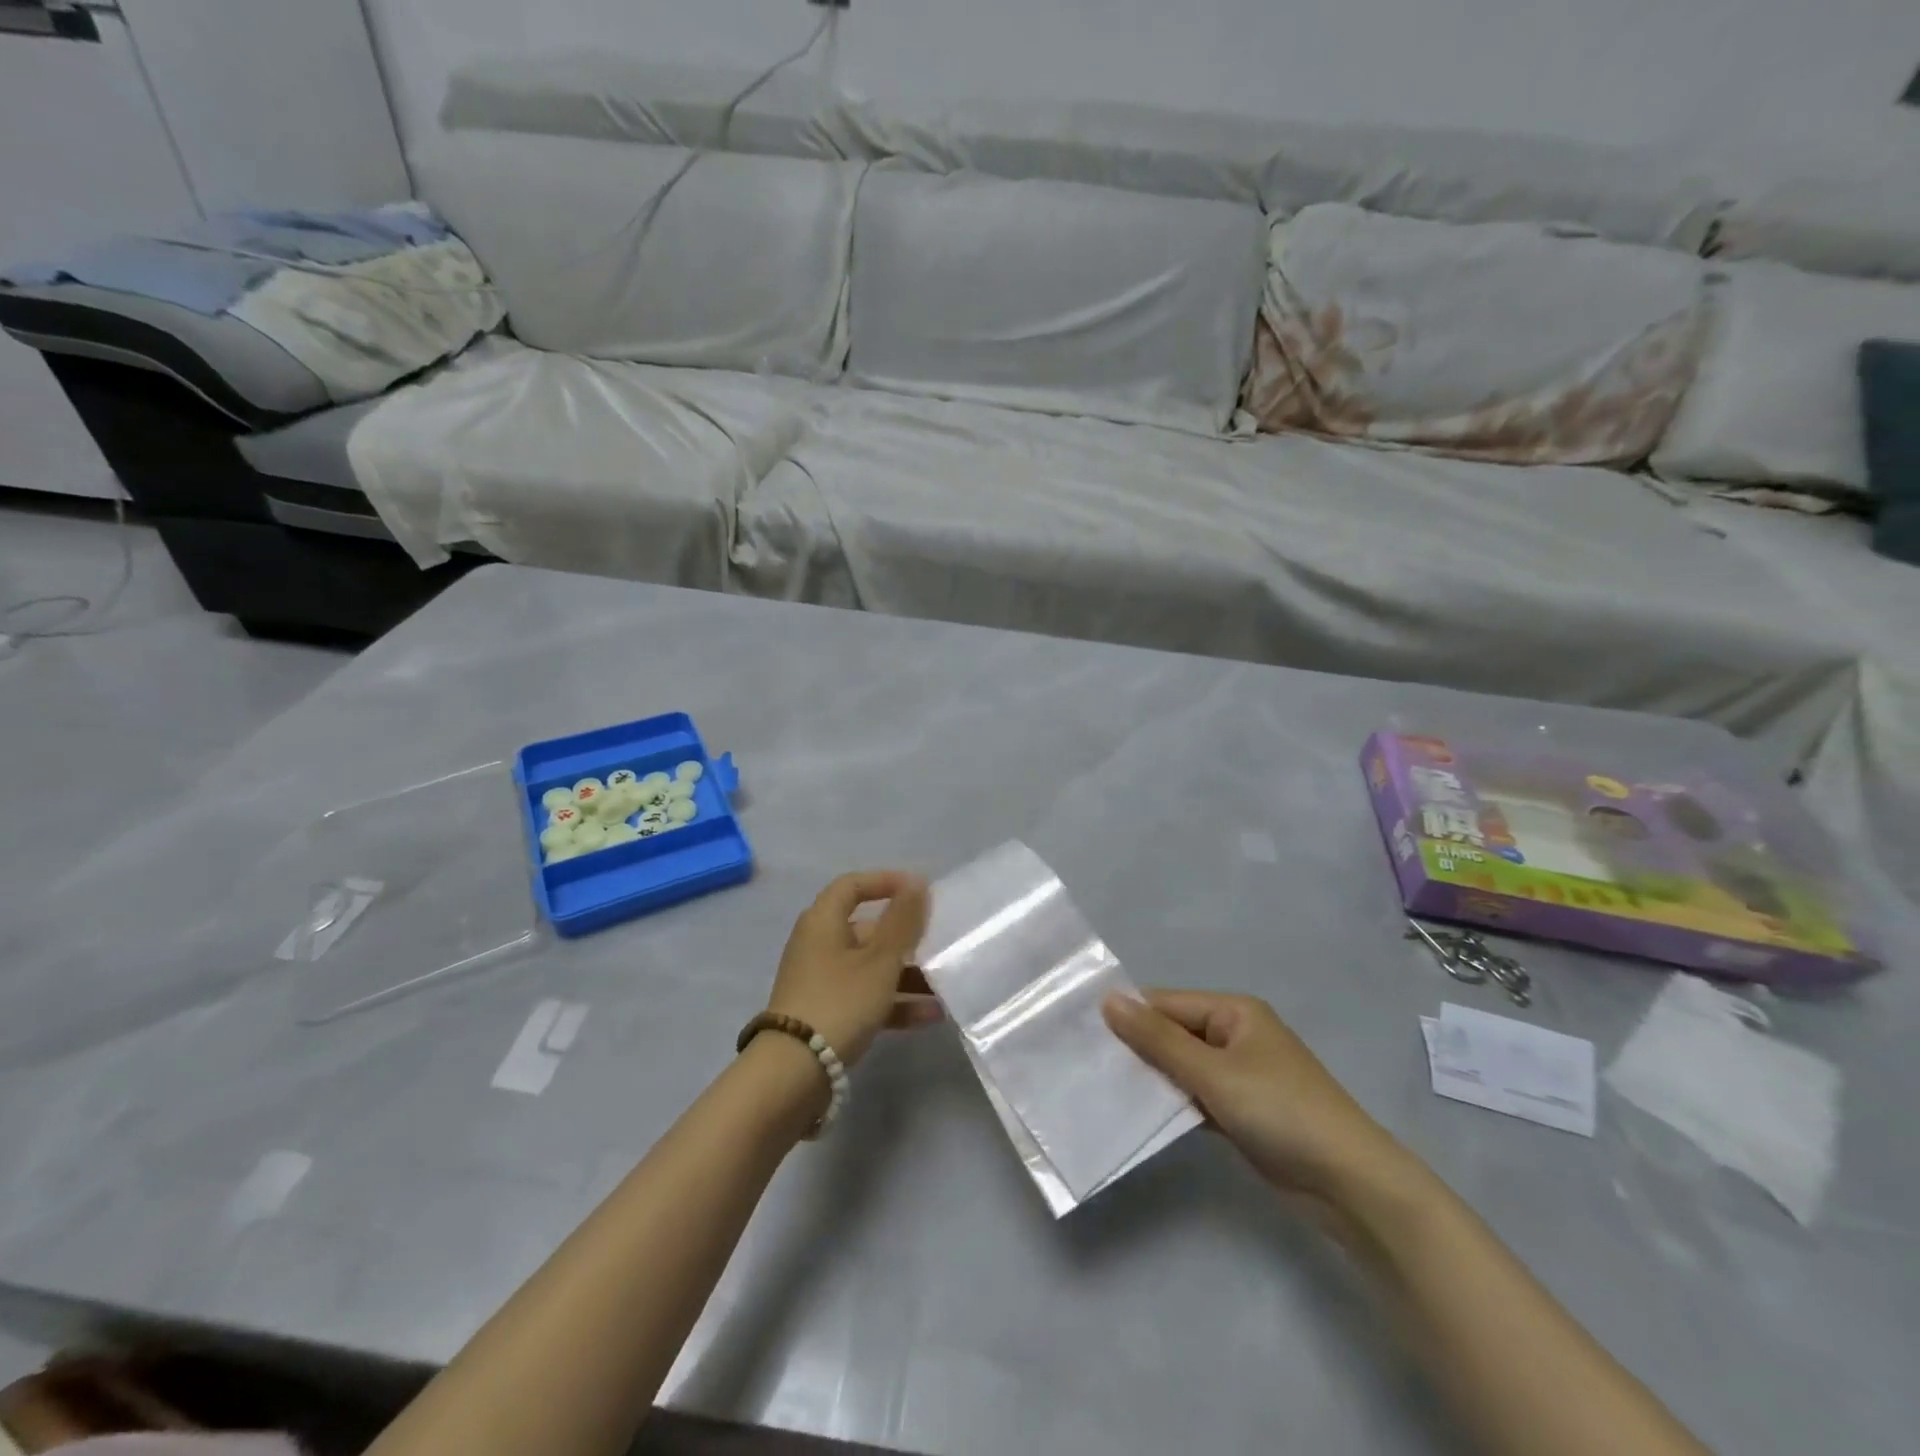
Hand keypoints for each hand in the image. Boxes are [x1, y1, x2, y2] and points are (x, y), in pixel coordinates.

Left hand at [767, 871, 938, 1067]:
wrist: (794, 1072)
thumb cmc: (840, 1001)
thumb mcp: (881, 959)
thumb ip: (903, 921)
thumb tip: (917, 883)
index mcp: (823, 921)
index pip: (853, 885)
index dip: (885, 881)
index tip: (919, 890)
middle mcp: (818, 945)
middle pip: (866, 929)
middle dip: (905, 937)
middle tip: (939, 943)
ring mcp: (820, 981)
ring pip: (870, 967)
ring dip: (906, 974)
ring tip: (943, 985)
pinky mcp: (825, 1014)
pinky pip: (865, 997)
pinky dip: (894, 1002)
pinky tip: (930, 1015)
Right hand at [1103, 990, 1414, 1206]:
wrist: (1350, 1184)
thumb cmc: (1280, 1111)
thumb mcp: (1213, 1072)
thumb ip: (1158, 1039)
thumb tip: (1108, 1000)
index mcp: (1233, 1011)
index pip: (1166, 1004)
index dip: (1128, 1018)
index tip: (1083, 1036)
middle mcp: (1235, 1034)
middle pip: (1173, 1033)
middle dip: (1137, 1049)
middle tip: (1087, 1065)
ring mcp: (1240, 1074)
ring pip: (1182, 1067)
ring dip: (1153, 1078)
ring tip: (1103, 1088)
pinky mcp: (1241, 1110)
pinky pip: (1196, 1095)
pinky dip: (1173, 1103)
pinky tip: (1140, 1114)